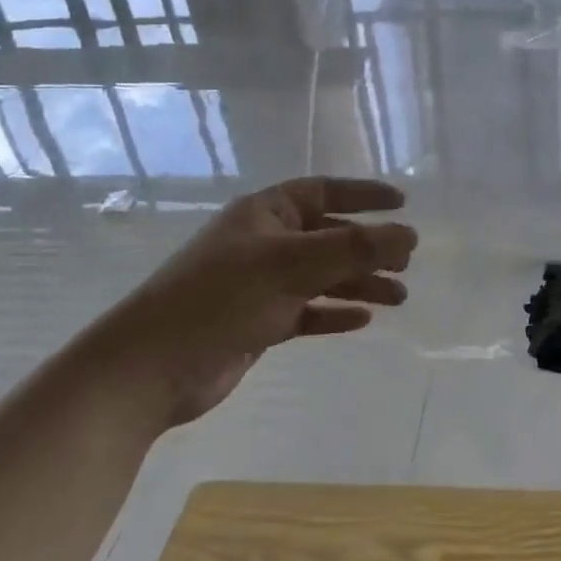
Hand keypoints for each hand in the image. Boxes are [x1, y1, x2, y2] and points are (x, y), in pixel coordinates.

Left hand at [100, 177, 415, 422]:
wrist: (150, 368)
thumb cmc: (220, 298)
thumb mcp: (292, 264)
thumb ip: (354, 248)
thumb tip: (409, 234)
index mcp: (265, 214)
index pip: (323, 192)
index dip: (363, 195)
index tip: (402, 203)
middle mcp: (264, 243)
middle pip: (329, 237)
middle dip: (369, 249)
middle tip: (406, 264)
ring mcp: (260, 284)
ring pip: (322, 277)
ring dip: (359, 284)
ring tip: (398, 299)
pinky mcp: (258, 323)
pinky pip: (308, 311)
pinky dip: (334, 313)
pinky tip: (362, 320)